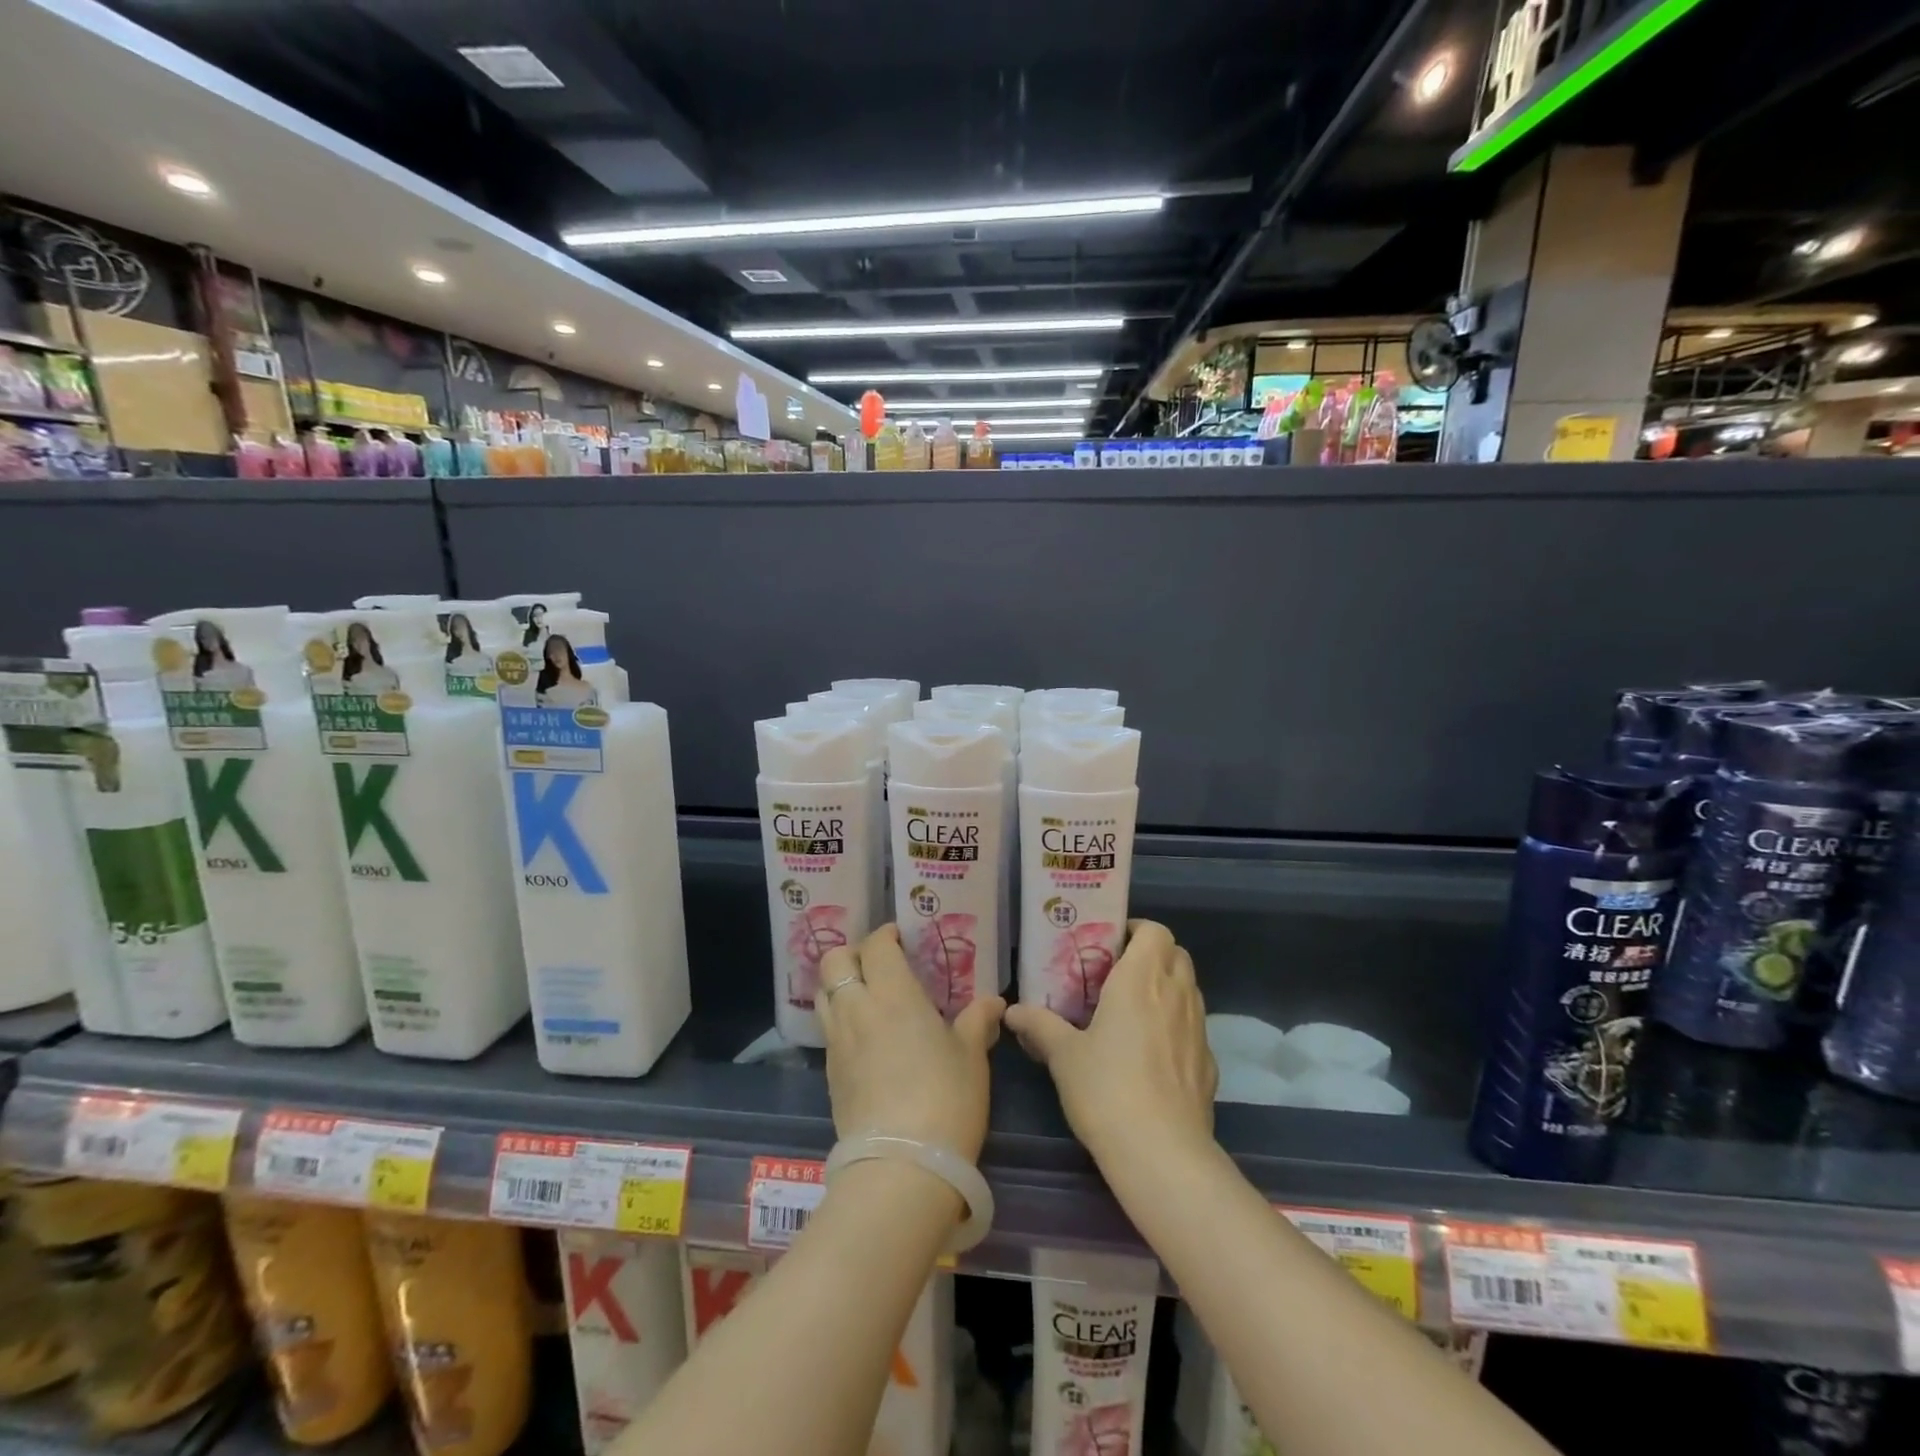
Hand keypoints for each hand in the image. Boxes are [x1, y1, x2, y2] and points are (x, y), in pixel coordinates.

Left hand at [816, 925, 1004, 1161]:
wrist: (902, 1166)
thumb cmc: (946, 1098)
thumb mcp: (971, 1056)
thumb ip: (977, 1020)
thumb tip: (993, 1002)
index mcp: (893, 994)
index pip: (875, 946)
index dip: (885, 935)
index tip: (900, 938)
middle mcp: (857, 1009)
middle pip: (834, 961)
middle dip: (852, 953)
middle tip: (879, 963)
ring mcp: (838, 1043)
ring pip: (823, 994)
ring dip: (840, 984)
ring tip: (867, 996)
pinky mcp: (830, 1074)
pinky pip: (828, 1030)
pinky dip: (841, 1019)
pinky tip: (866, 1037)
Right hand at [1005, 920, 1215, 1167]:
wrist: (1162, 1154)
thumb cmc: (1106, 1089)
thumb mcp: (1063, 1055)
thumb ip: (1039, 1024)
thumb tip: (1012, 1011)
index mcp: (1142, 979)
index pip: (1155, 931)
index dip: (1136, 930)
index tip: (1110, 944)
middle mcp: (1176, 994)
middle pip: (1176, 954)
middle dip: (1151, 955)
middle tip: (1117, 973)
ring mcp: (1198, 1029)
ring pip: (1188, 989)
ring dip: (1166, 987)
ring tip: (1133, 1010)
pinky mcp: (1208, 1063)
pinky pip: (1193, 1027)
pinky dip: (1176, 1025)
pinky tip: (1152, 1053)